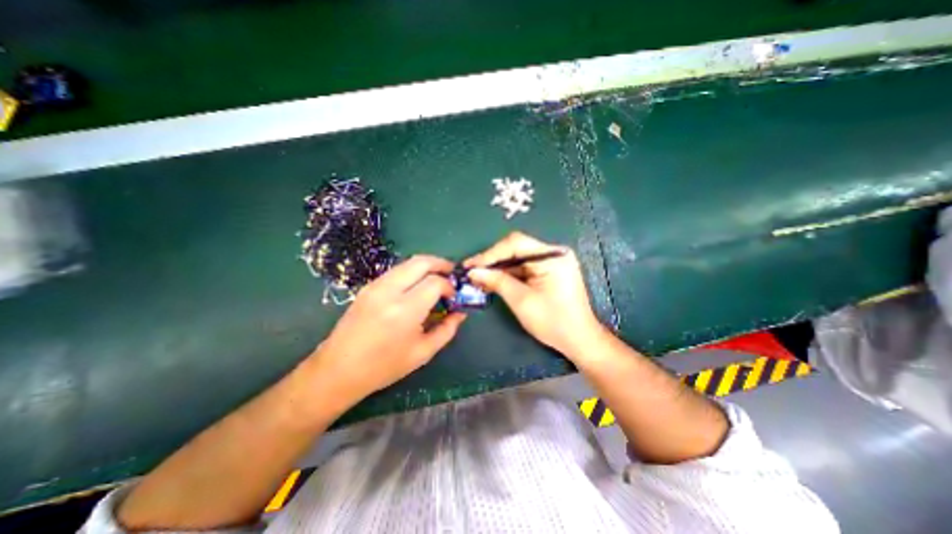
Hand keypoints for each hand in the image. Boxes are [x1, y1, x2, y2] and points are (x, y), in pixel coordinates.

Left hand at [307, 256, 466, 405]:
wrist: (338, 370)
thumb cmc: (383, 367)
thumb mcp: (423, 352)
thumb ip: (447, 330)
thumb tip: (460, 313)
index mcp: (405, 310)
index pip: (435, 282)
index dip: (449, 286)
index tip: (453, 297)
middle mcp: (389, 291)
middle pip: (421, 262)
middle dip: (441, 264)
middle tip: (451, 274)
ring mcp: (376, 286)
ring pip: (408, 263)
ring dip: (426, 266)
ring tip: (436, 279)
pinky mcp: (368, 287)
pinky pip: (396, 270)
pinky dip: (412, 272)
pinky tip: (416, 286)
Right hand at [467, 231, 600, 360]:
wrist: (579, 339)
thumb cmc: (553, 322)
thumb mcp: (521, 300)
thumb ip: (497, 281)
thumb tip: (473, 271)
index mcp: (551, 256)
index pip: (515, 243)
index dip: (490, 254)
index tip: (470, 265)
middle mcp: (553, 253)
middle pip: (516, 248)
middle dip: (492, 261)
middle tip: (471, 271)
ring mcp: (552, 261)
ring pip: (518, 259)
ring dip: (499, 268)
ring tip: (478, 278)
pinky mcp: (549, 271)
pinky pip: (524, 267)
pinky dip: (509, 275)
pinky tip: (494, 281)